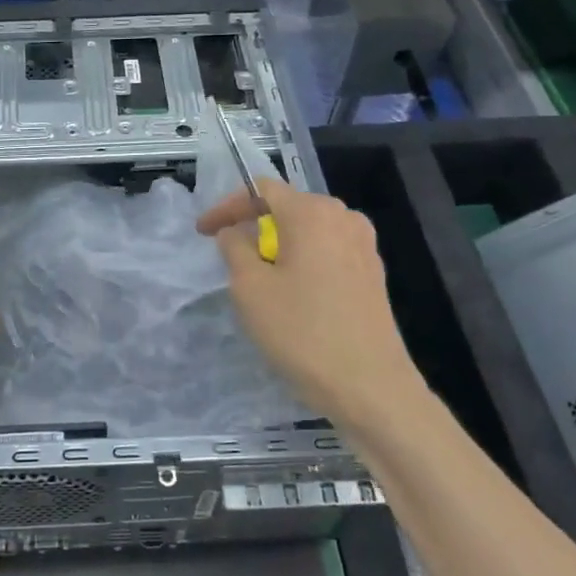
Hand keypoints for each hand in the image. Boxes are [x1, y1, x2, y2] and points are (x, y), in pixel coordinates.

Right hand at [197, 178, 423, 423]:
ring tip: (258, 277)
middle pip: (287, 207)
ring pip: (308, 232)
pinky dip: (302, 262)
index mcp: (312, 213)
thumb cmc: (302, 332)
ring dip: (278, 246)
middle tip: (228, 255)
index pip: (260, 189)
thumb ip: (234, 248)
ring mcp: (364, 246)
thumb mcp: (249, 288)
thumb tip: (235, 233)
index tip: (202, 232)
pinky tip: (292, 293)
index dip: (226, 206)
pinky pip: (327, 252)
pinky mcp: (372, 274)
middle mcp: (343, 218)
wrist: (369, 386)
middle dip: (253, 226)